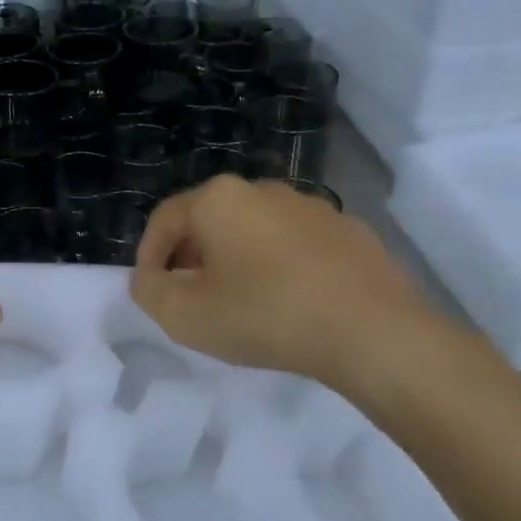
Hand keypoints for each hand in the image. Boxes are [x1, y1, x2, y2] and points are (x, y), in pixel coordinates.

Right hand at [131, 176, 460, 408]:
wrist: (372, 330)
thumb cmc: (265, 314)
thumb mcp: (185, 315)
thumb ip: (150, 292)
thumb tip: (151, 279)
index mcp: (218, 198)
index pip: (164, 220)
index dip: (147, 256)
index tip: (150, 292)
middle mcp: (262, 189)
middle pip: (209, 220)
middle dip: (190, 257)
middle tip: (189, 297)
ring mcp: (310, 206)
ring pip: (253, 230)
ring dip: (234, 260)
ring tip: (238, 302)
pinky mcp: (348, 230)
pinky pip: (294, 244)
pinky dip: (278, 266)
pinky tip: (287, 302)